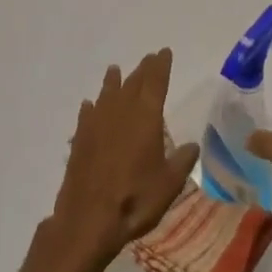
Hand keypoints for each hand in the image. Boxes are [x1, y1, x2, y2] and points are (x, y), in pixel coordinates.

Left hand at [47, 49, 198, 268]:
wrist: (88, 219)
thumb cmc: (135, 199)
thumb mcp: (170, 184)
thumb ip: (182, 161)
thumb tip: (192, 146)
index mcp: (146, 117)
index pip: (156, 82)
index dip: (161, 66)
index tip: (164, 52)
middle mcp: (121, 112)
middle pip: (133, 83)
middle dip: (143, 69)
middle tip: (149, 58)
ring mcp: (97, 124)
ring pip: (107, 94)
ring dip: (113, 81)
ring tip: (115, 70)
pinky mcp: (80, 139)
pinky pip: (87, 114)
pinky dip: (92, 107)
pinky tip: (90, 105)